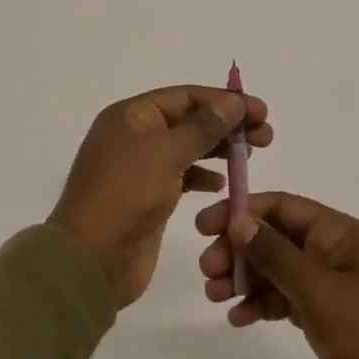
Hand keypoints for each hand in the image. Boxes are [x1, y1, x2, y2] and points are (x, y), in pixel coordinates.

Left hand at [50, 86, 271, 308]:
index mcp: (130, 116)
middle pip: (188, 120)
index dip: (223, 101)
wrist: (92, 261)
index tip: (261, 111)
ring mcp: (140, 169)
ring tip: (251, 154)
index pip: (185, 97)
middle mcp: (134, 137)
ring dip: (218, 149)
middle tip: (266, 135)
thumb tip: (232, 102)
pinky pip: (182, 177)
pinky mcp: (148, 199)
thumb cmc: (125, 196)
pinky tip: (223, 183)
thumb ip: (202, 127)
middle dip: (226, 125)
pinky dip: (203, 176)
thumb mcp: (165, 154)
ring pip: (187, 149)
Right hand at [196, 193, 358, 358]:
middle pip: (277, 238)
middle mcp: (337, 254)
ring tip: (215, 296)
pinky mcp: (332, 321)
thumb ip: (277, 255)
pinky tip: (239, 318)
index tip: (205, 227)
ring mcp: (335, 289)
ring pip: (279, 271)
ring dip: (246, 278)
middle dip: (240, 250)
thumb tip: (239, 218)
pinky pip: (288, 301)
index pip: (284, 207)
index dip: (243, 211)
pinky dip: (263, 305)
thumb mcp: (321, 294)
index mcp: (343, 235)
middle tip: (208, 271)